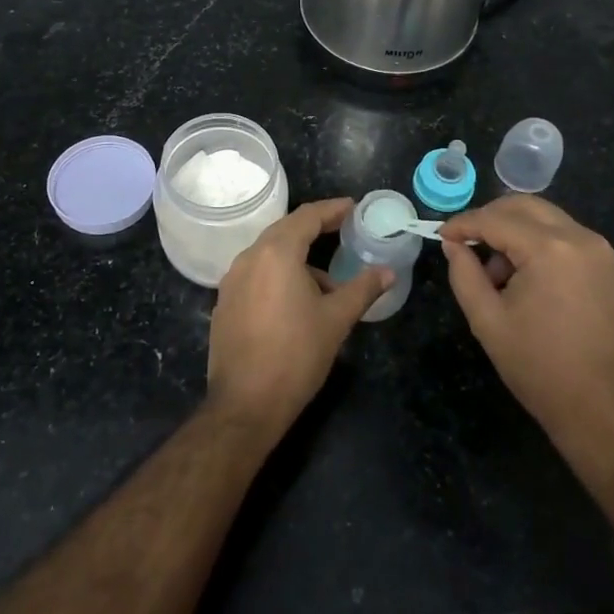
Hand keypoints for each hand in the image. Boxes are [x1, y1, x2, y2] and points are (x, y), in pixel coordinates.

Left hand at [206, 198, 392, 434]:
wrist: (246, 404)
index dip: (332, 209)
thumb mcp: (336, 319)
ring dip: (298, 259)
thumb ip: (363, 289)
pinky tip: (297, 303)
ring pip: (269, 255)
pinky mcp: (225, 304)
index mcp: (276, 253)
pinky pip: (256, 276)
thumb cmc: (296, 355)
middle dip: (315, 230)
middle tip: (343, 231)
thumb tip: (388, 272)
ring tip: (327, 283)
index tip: (353, 208)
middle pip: (285, 231)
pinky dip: (279, 277)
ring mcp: (231, 281)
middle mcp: (248, 258)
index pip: (307, 217)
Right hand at [439, 196, 613, 466]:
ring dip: (520, 234)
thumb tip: (453, 245)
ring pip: (552, 221)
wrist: (603, 410)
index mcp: (550, 249)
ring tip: (502, 276)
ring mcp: (606, 254)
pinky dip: (547, 248)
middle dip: (492, 218)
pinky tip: (535, 284)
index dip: (464, 224)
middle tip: (468, 243)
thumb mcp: (487, 320)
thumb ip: (464, 274)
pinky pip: (574, 242)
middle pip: (528, 207)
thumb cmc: (538, 367)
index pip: (497, 219)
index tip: (442, 235)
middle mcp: (583, 239)